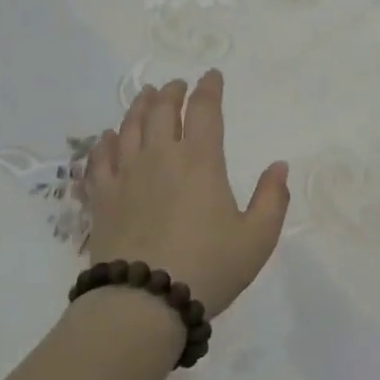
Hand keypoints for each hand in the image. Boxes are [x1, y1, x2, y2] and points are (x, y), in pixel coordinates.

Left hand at [84, 70, 289, 317]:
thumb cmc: (209, 267)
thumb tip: (279, 166)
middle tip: (175, 86)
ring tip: (145, 97)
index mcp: (200, 162)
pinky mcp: (102, 199)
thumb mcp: (257, 238)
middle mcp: (160, 157)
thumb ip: (272, 199)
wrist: (144, 302)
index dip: (209, 89)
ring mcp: (126, 176)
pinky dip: (105, 142)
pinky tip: (108, 138)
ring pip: (129, 127)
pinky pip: (99, 159)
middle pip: (161, 111)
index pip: (204, 111)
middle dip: (171, 93)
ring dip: (139, 107)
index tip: (211, 76)